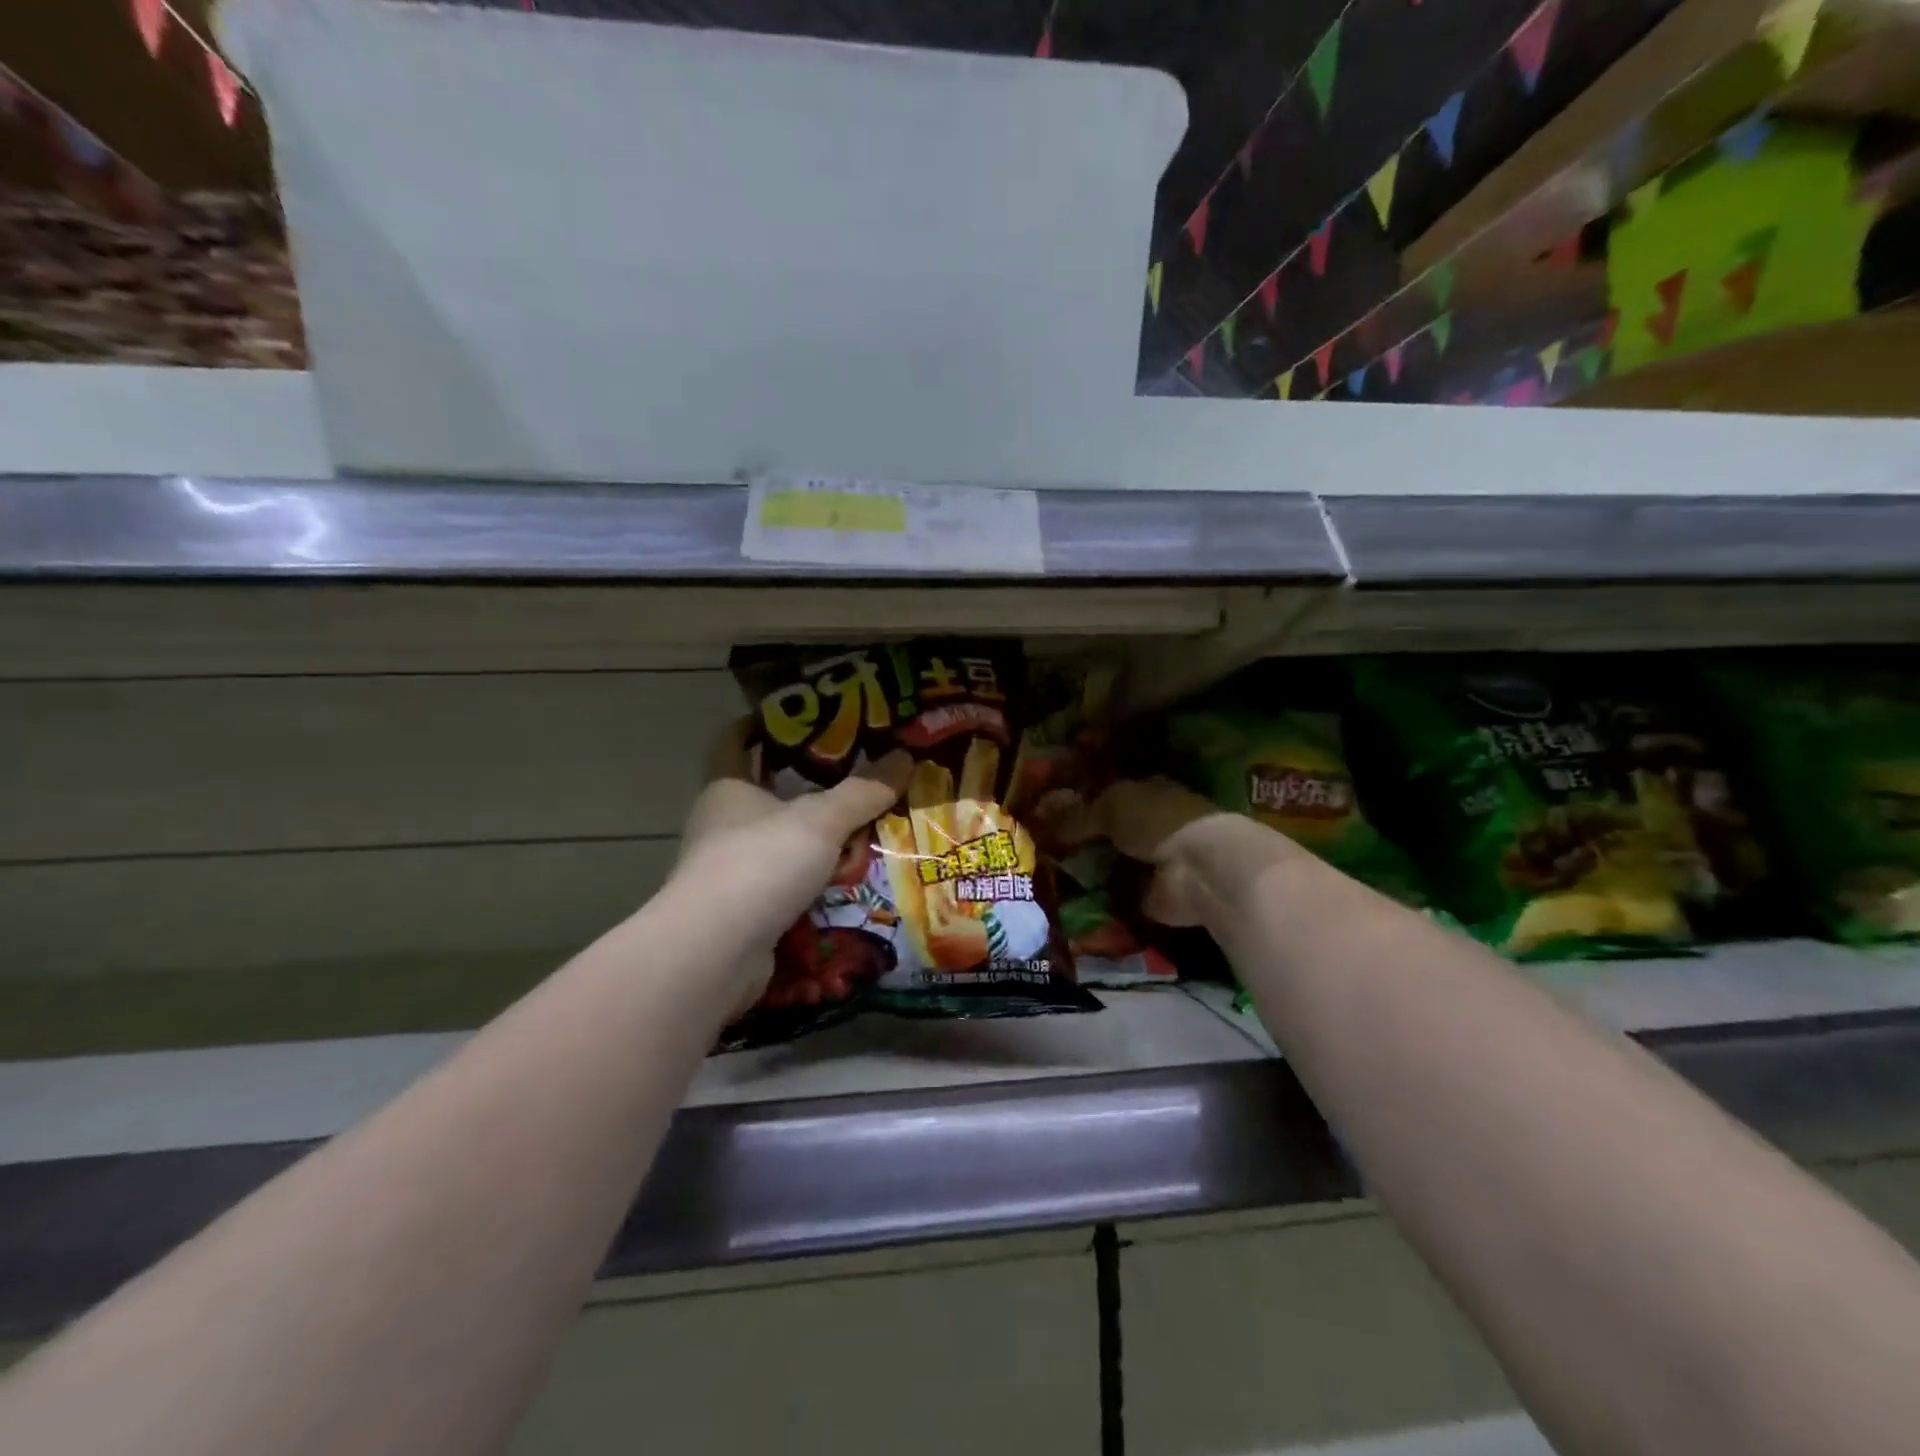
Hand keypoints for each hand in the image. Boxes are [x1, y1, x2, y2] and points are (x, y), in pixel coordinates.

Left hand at [674, 722, 910, 995]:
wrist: (716, 953)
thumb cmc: (759, 864)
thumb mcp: (820, 820)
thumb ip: (863, 791)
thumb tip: (904, 756)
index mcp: (728, 788)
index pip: (736, 741)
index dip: (762, 724)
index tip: (802, 716)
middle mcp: (723, 825)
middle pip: (769, 795)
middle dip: (812, 788)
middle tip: (862, 776)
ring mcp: (732, 872)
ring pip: (783, 844)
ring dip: (821, 841)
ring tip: (872, 829)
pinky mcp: (745, 912)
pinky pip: (790, 885)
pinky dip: (818, 883)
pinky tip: (855, 881)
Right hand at [1046, 778, 1235, 927]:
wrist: (1197, 868)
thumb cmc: (1157, 821)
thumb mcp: (1109, 807)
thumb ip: (1076, 816)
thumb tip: (1041, 825)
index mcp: (1147, 792)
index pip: (1108, 794)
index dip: (1079, 802)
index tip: (1046, 813)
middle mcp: (1151, 825)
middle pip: (1107, 830)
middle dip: (1080, 838)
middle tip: (1039, 847)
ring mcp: (1153, 862)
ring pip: (1110, 862)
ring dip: (1087, 869)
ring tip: (1046, 874)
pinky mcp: (1152, 896)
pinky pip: (1116, 895)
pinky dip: (1097, 898)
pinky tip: (1066, 898)